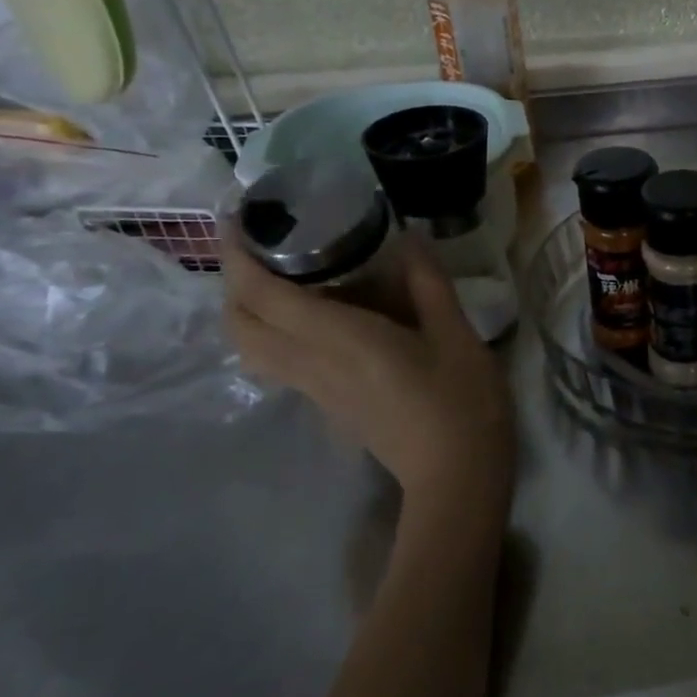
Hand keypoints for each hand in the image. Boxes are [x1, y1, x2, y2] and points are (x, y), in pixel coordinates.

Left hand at [222, 227, 515, 536]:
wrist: (457, 477)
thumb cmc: (462, 403)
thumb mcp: (457, 335)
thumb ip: (429, 284)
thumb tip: (408, 239)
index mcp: (340, 341)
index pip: (262, 295)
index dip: (238, 255)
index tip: (237, 218)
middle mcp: (313, 364)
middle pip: (239, 325)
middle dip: (234, 282)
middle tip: (263, 248)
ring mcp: (316, 390)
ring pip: (252, 348)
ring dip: (250, 310)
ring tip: (286, 277)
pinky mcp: (328, 405)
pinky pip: (280, 360)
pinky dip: (277, 330)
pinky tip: (321, 315)